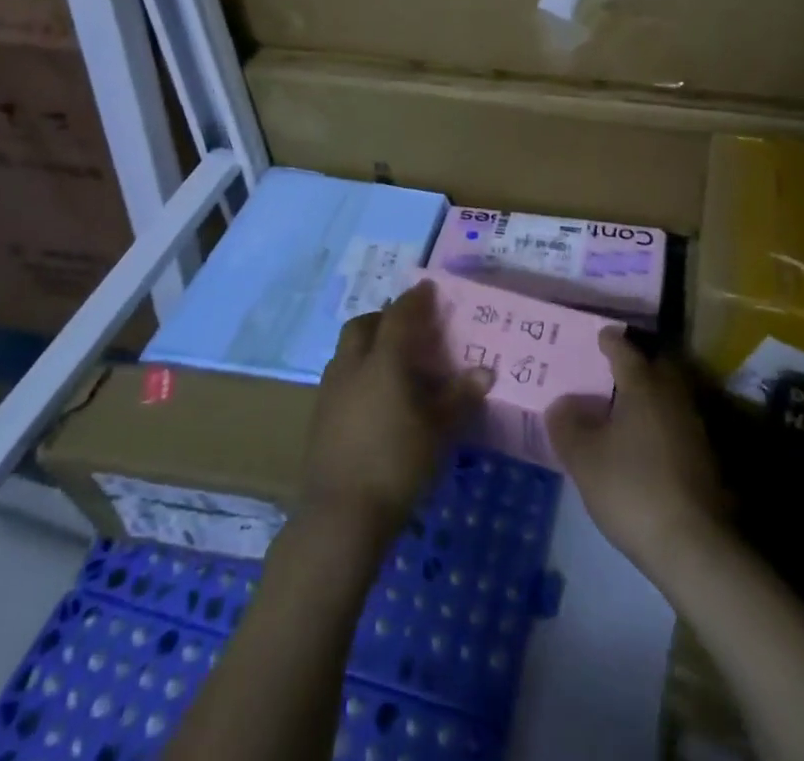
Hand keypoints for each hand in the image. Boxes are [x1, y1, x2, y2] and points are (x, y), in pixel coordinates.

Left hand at [303, 279, 494, 544]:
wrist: (340, 515)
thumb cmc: (396, 463)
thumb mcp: (437, 430)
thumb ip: (459, 397)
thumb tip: (485, 371)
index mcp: (383, 360)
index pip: (399, 316)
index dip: (414, 299)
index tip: (427, 288)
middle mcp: (352, 365)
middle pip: (363, 325)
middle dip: (384, 318)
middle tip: (407, 327)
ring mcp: (330, 391)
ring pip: (347, 350)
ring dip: (367, 344)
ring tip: (391, 361)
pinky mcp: (318, 416)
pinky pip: (340, 376)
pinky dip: (357, 371)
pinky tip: (373, 397)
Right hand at [548, 329, 729, 578]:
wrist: (694, 544)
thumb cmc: (632, 487)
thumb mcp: (584, 458)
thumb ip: (567, 425)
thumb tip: (561, 404)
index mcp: (643, 385)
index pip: (624, 349)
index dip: (609, 340)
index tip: (598, 336)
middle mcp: (672, 395)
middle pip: (653, 366)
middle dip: (634, 363)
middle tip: (609, 369)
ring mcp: (693, 425)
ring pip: (666, 395)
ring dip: (646, 394)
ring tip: (621, 407)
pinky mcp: (703, 456)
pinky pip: (674, 422)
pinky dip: (657, 422)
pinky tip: (641, 443)